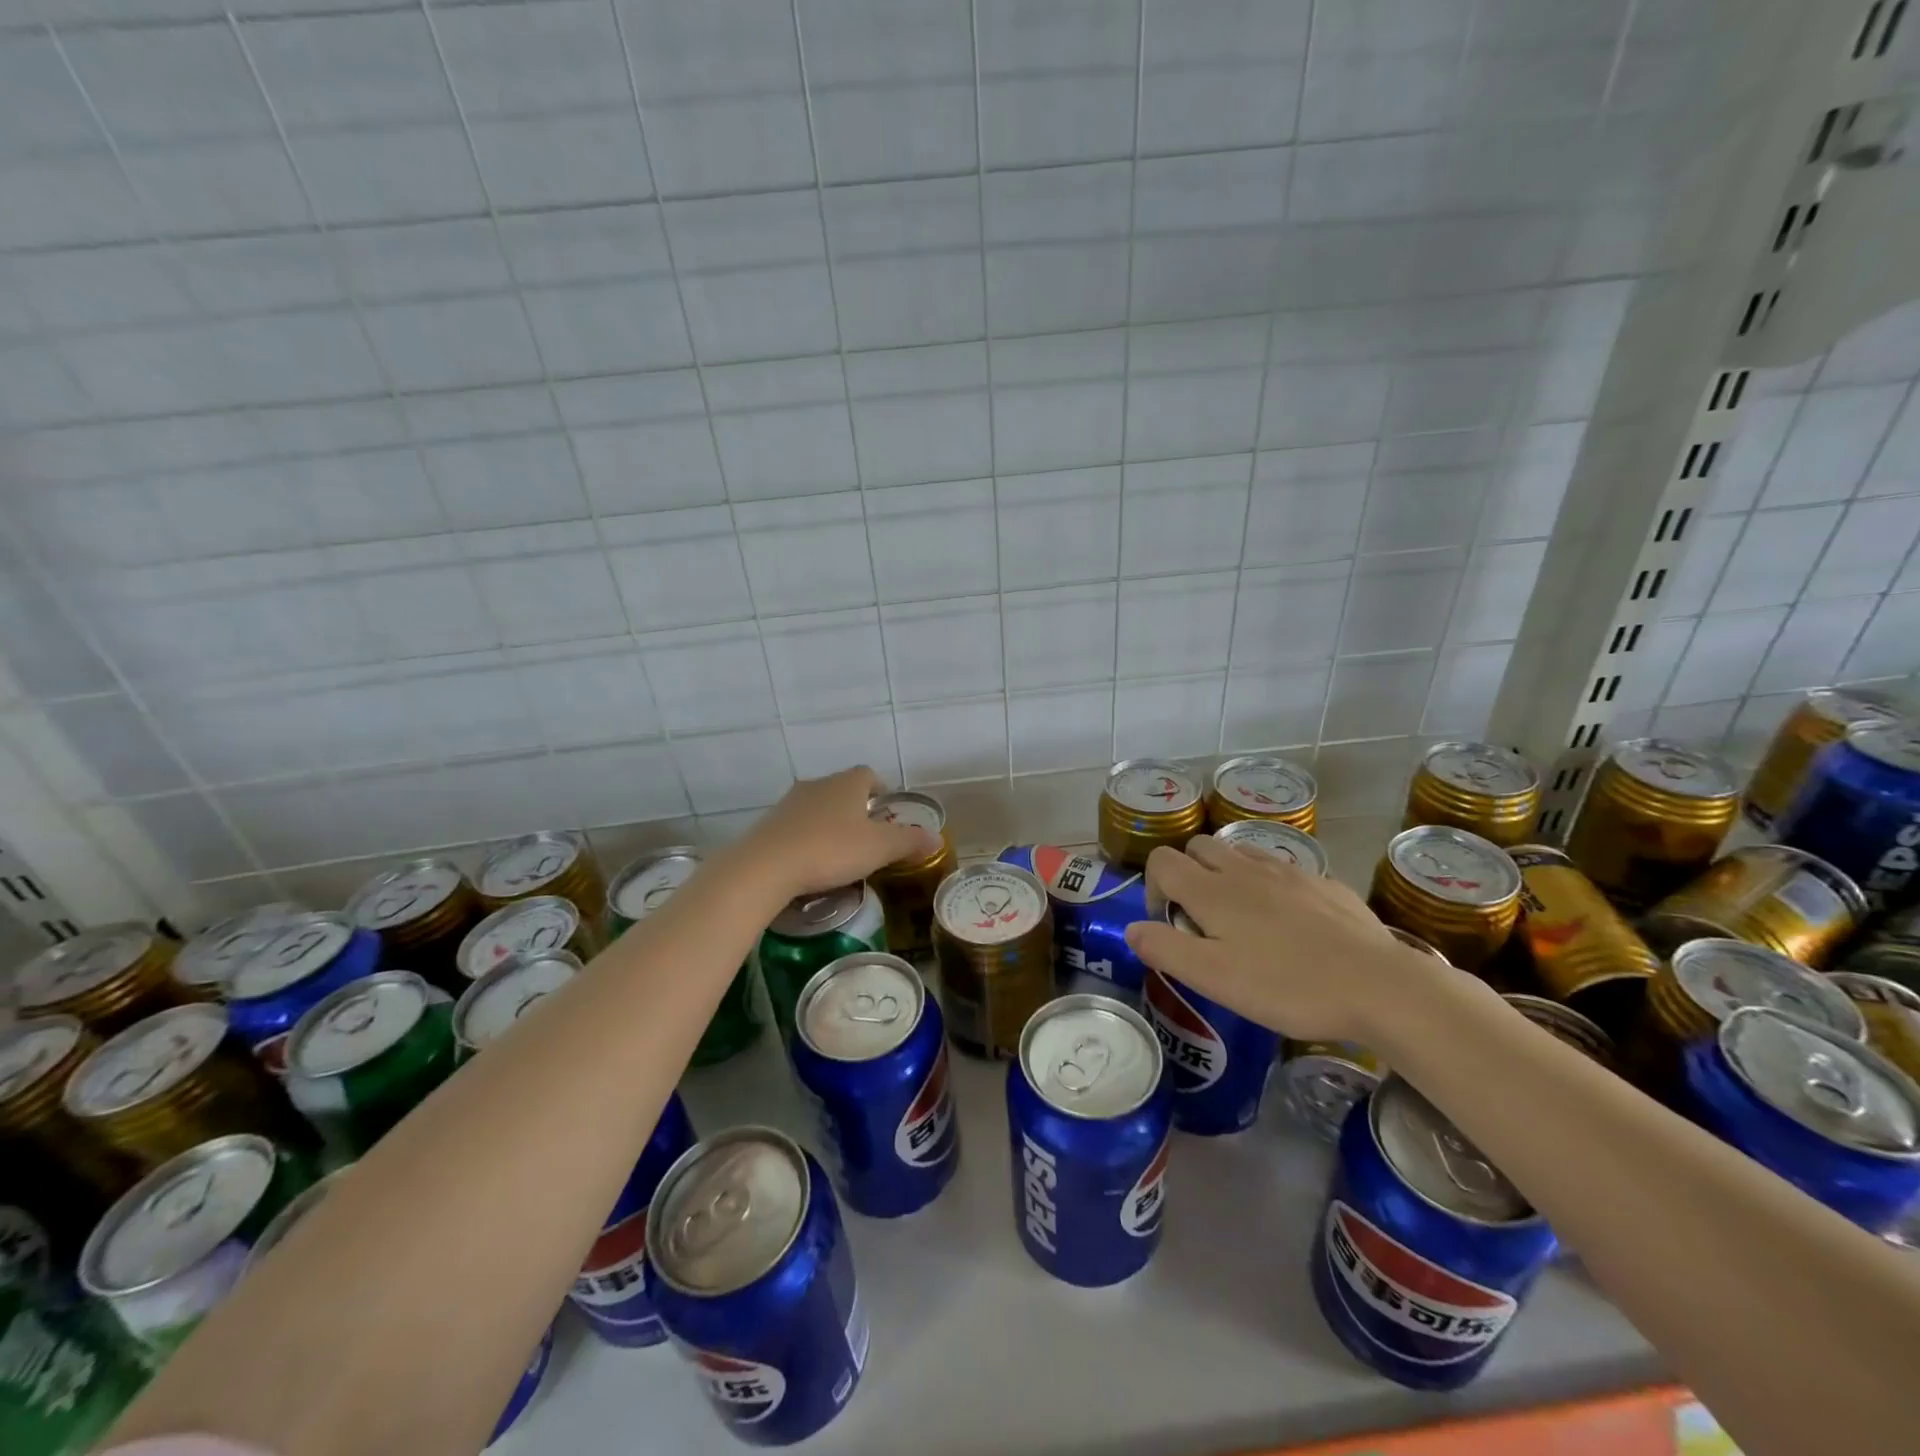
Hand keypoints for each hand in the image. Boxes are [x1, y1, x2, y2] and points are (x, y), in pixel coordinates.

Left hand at [737, 767, 941, 900]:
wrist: (766, 867)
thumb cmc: (831, 850)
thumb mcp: (879, 848)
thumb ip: (909, 841)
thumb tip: (937, 838)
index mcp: (848, 784)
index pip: (869, 774)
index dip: (880, 790)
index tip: (886, 812)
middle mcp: (818, 784)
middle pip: (842, 790)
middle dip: (855, 809)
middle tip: (868, 837)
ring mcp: (789, 803)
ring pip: (817, 807)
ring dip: (829, 824)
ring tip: (840, 854)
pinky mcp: (768, 825)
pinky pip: (796, 827)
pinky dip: (806, 839)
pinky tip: (811, 863)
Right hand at [1124, 835, 1453, 1043]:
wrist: (1379, 986)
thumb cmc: (1287, 985)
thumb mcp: (1213, 978)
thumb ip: (1165, 949)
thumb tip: (1133, 928)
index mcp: (1212, 890)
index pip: (1162, 860)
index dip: (1153, 886)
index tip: (1169, 923)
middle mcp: (1245, 869)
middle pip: (1199, 847)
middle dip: (1188, 873)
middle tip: (1202, 919)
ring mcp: (1289, 872)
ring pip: (1241, 853)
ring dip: (1227, 874)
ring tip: (1243, 919)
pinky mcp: (1325, 884)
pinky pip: (1282, 870)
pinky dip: (1269, 885)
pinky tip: (1290, 924)